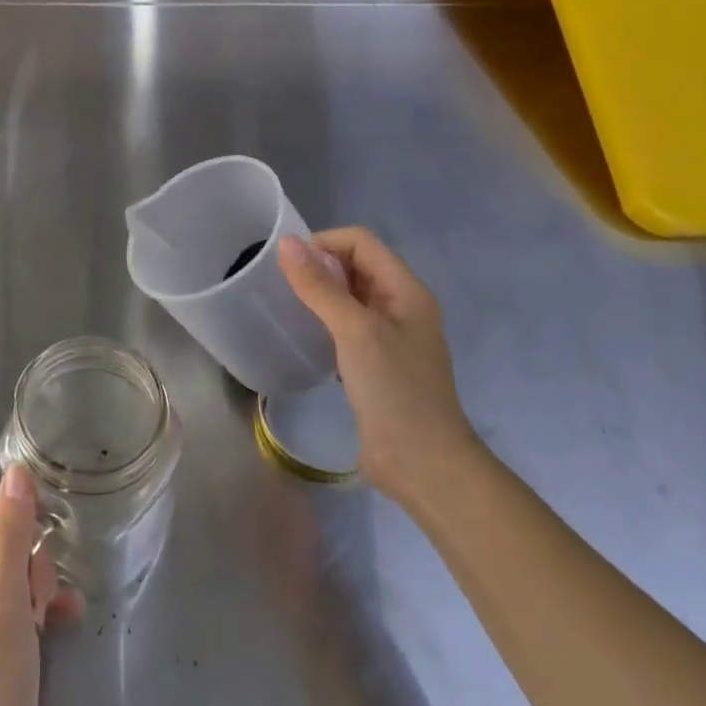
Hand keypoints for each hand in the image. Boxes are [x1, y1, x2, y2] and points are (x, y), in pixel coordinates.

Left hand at [0, 466, 82, 705]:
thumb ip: (13, 532)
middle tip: (33, 621)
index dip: (31, 556)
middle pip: (15, 549)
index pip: (9, 524)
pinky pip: (15, 605)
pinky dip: (36, 615)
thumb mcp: (6, 599)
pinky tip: (57, 630)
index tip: (33, 595)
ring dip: (39, 600)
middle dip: (35, 580)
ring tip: (39, 637)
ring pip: (20, 578)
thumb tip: (17, 468)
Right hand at [279, 227, 478, 505]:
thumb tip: (287, 243)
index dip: (324, 243)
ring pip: (349, 296)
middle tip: (281, 283)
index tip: (287, 265)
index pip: (361, 242)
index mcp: (406, 290)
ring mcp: (390, 336)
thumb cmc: (395, 389)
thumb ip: (320, 286)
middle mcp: (401, 306)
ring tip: (287, 305)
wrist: (424, 464)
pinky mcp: (376, 363)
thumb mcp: (355, 330)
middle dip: (319, 265)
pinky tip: (305, 335)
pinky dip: (324, 321)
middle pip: (356, 265)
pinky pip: (346, 325)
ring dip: (320, 293)